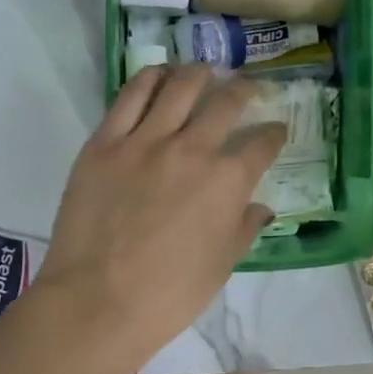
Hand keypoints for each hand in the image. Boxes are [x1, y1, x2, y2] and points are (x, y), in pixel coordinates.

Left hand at [33, 64, 285, 373]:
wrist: (96, 302)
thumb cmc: (168, 294)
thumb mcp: (221, 266)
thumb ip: (244, 228)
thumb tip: (261, 208)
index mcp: (228, 181)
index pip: (262, 143)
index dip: (274, 133)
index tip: (276, 130)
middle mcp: (193, 149)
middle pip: (226, 102)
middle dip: (243, 90)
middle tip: (245, 87)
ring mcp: (146, 140)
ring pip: (180, 86)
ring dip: (198, 73)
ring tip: (203, 71)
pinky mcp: (106, 141)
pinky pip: (131, 95)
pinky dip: (150, 78)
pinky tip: (159, 75)